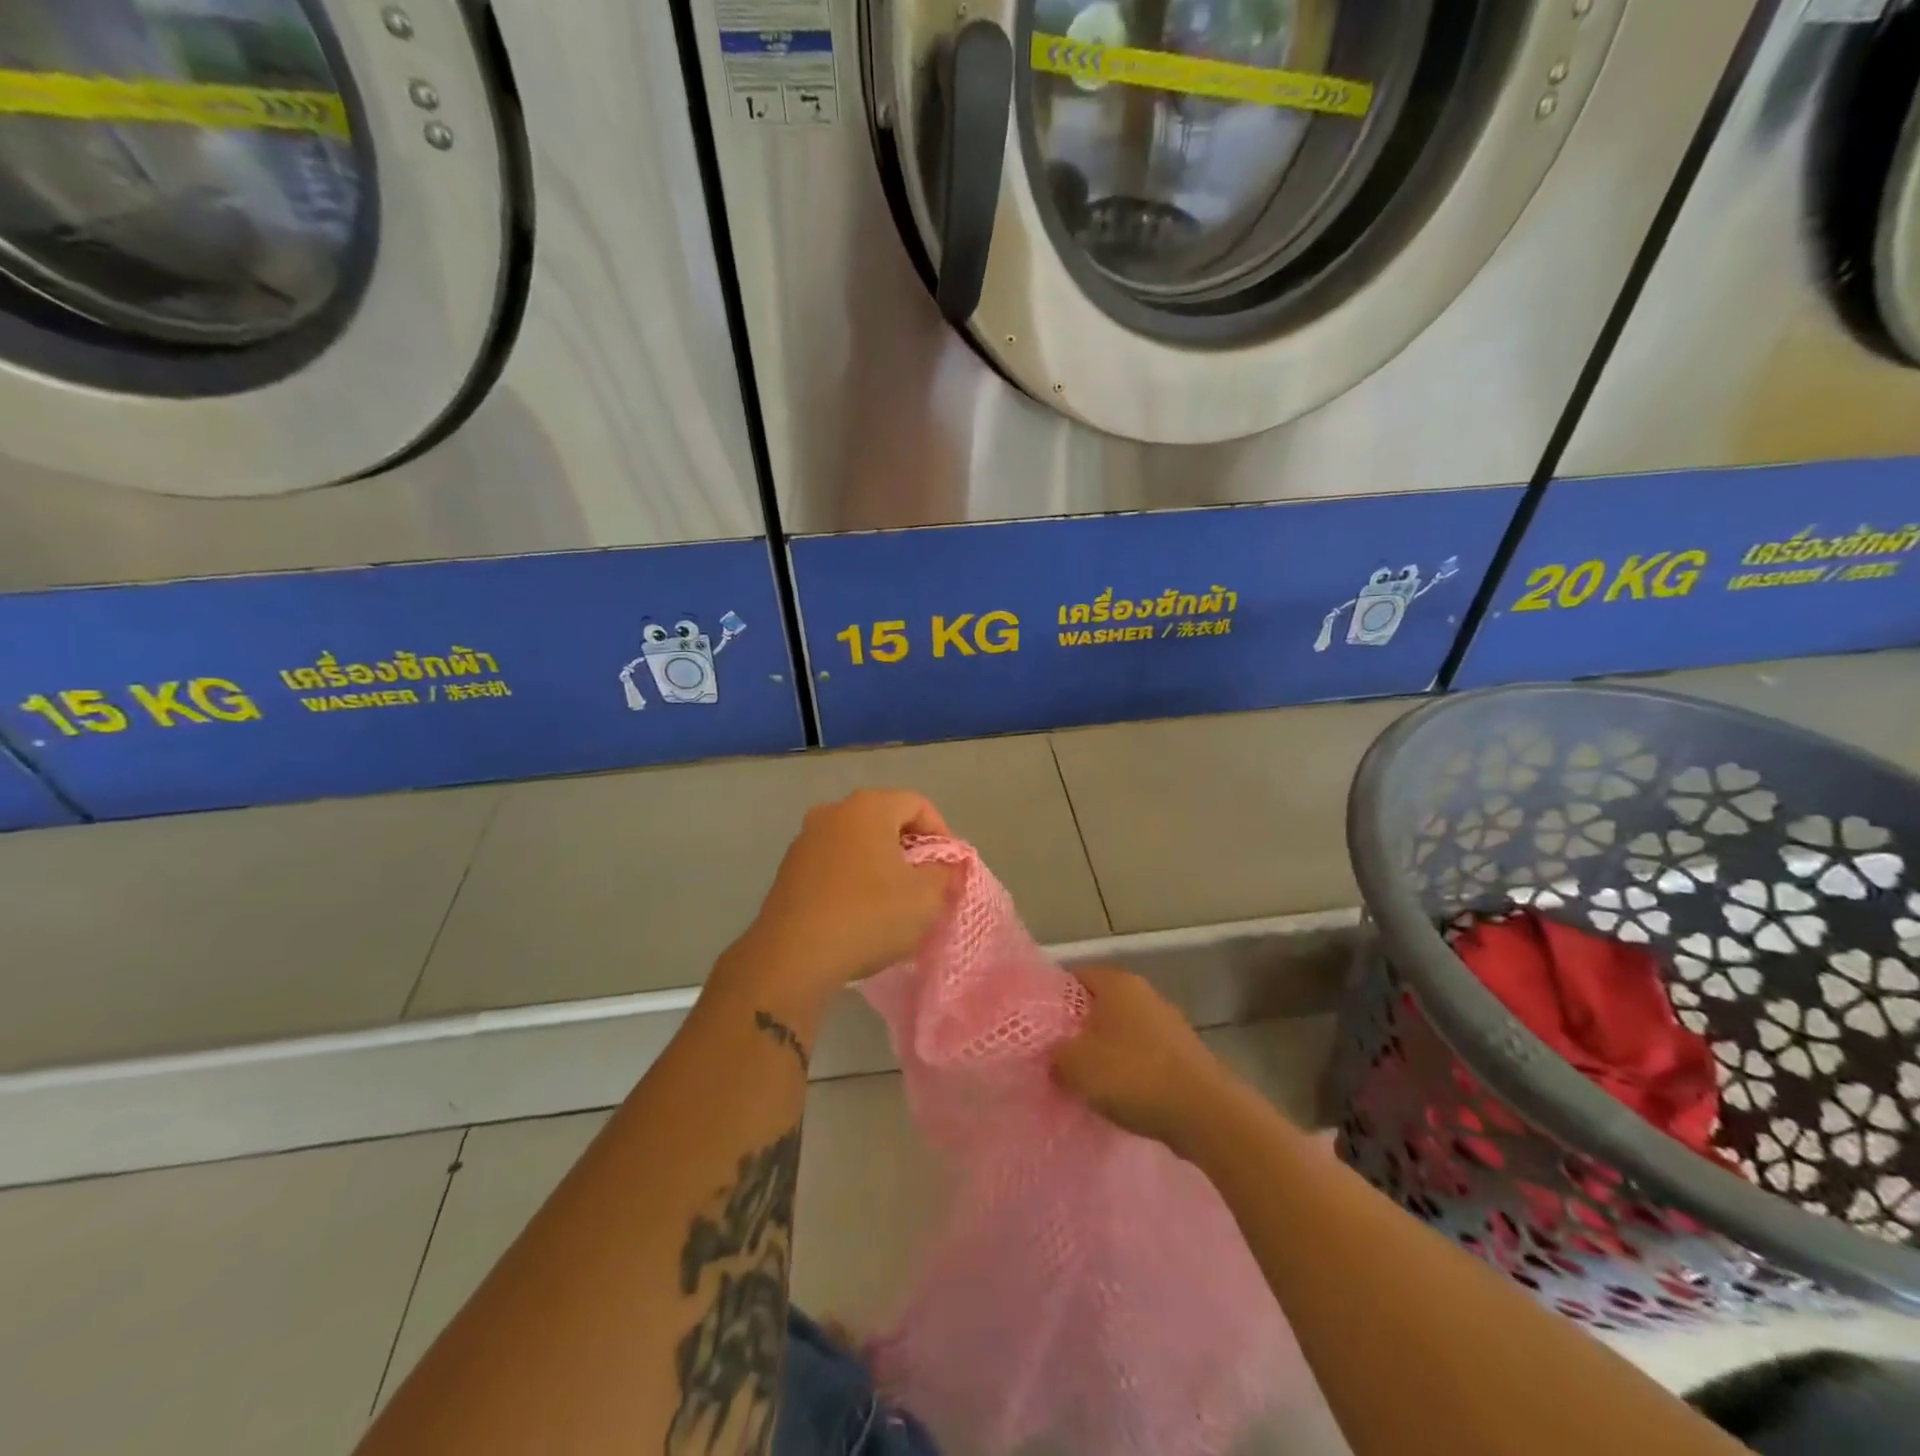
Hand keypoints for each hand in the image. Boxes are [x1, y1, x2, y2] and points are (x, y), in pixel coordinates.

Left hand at [714, 790, 956, 1015]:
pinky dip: (853, 879)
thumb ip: (945, 873)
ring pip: (858, 843)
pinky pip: (834, 864)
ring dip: (881, 865)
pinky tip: (860, 913)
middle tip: (926, 885)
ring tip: (894, 902)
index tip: (950, 869)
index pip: (918, 805)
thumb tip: (945, 866)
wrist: (792, 957)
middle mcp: (833, 812)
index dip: (942, 834)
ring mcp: (805, 840)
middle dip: (911, 850)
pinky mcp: (788, 869)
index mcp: (868, 807)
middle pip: (886, 820)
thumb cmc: (868, 916)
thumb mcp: (925, 897)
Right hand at [1051, 967, 1236, 1153]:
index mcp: (1116, 982)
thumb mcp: (1074, 1066)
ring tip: (1084, 1082)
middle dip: (1077, 1030)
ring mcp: (1167, 1022)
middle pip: (1097, 1005)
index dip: (1051, 1001)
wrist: (1205, 1113)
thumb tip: (1053, 1056)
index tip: (1037, 1029)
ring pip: (1121, 1031)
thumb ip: (1053, 1055)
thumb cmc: (1133, 1075)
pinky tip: (1119, 1096)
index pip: (1072, 977)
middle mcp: (1143, 992)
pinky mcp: (1182, 1053)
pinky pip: (1142, 1055)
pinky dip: (1129, 1071)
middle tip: (1055, 1057)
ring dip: (1104, 1053)